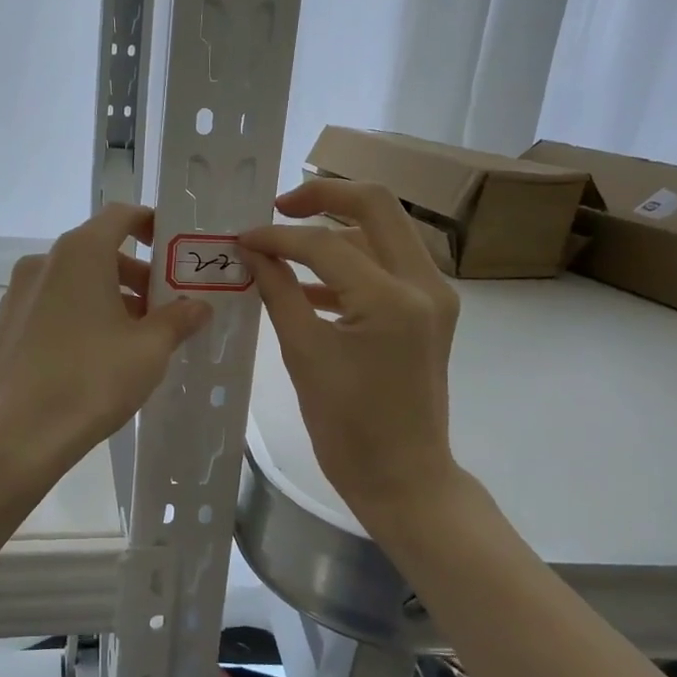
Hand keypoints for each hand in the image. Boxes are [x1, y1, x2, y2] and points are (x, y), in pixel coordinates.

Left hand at [0, 205, 210, 484]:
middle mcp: (45, 261)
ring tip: (137, 338)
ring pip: (76, 280)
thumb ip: (178, 319)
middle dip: (137, 274)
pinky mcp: (7, 324)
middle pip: (99, 250)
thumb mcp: (149, 349)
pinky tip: (98, 356)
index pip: (120, 215)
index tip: (174, 252)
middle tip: (166, 308)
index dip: (151, 225)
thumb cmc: (90, 379)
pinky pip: (54, 304)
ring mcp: (20, 293)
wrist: (15, 436)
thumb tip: (198, 306)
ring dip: (111, 297)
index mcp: (80, 252)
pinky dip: (82, 314)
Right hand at [240, 180, 460, 516]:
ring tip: (285, 244)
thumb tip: (252, 251)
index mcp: (394, 298)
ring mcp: (434, 296)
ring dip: (336, 231)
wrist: (404, 480)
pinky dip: (349, 265)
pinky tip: (306, 285)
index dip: (277, 236)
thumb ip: (278, 292)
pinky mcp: (429, 312)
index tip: (242, 239)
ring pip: (383, 233)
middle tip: (278, 207)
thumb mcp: (305, 355)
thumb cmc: (350, 429)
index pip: (326, 243)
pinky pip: (387, 267)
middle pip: (376, 206)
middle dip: (323, 196)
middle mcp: (425, 284)